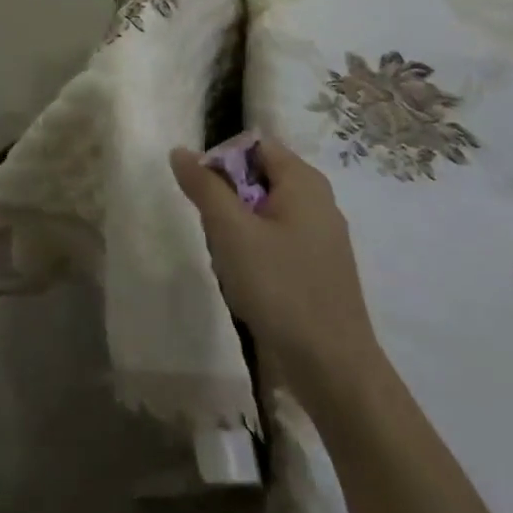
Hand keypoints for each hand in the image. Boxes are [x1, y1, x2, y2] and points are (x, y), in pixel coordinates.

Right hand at [170, 137, 382, 406]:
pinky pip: (273, 240)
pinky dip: (253, 252)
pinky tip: (245, 282)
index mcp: (304, 182)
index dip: (221, 161)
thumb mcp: (231, 231)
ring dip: (235, 230)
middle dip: (226, 201)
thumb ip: (204, 186)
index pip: (253, 145)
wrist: (332, 367)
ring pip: (260, 212)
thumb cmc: (280, 288)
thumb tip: (180, 150)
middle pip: (255, 178)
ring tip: (229, 262)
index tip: (202, 194)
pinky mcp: (316, 267)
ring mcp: (320, 236)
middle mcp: (317, 201)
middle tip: (215, 232)